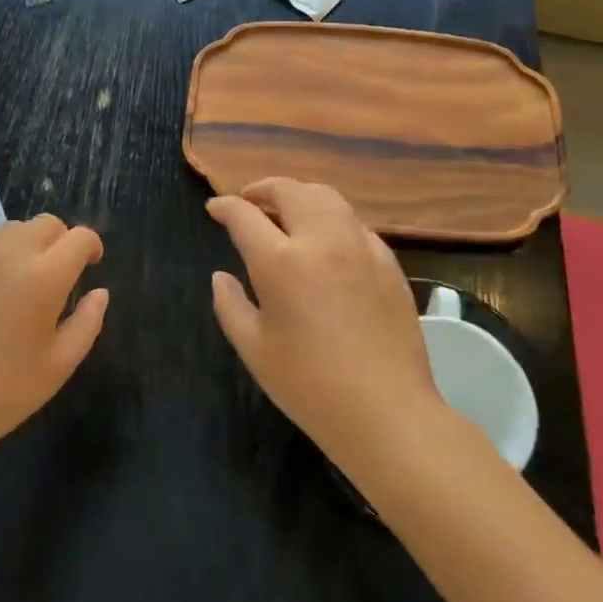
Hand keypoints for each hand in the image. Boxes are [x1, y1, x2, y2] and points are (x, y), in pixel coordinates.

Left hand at [0, 215, 108, 464]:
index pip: (80, 237)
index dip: (91, 247)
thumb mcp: (59, 365)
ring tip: (19, 282)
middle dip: (61, 242)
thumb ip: (88, 322)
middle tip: (56, 277)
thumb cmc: (2, 391)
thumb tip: (99, 291)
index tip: (90, 267)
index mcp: (44, 276)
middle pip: (48, 224)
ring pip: (14, 228)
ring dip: (28, 245)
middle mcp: (10, 251)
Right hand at [208, 179, 446, 482]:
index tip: (215, 209)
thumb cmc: (309, 386)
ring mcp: (360, 246)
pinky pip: (354, 222)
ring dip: (299, 195)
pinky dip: (331, 218)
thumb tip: (221, 276)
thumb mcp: (253, 349)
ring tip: (287, 210)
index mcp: (280, 261)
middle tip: (249, 201)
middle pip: (289, 190)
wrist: (387, 412)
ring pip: (326, 197)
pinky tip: (327, 240)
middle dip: (262, 189)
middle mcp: (321, 240)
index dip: (225, 207)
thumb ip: (230, 304)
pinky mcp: (388, 261)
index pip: (244, 214)